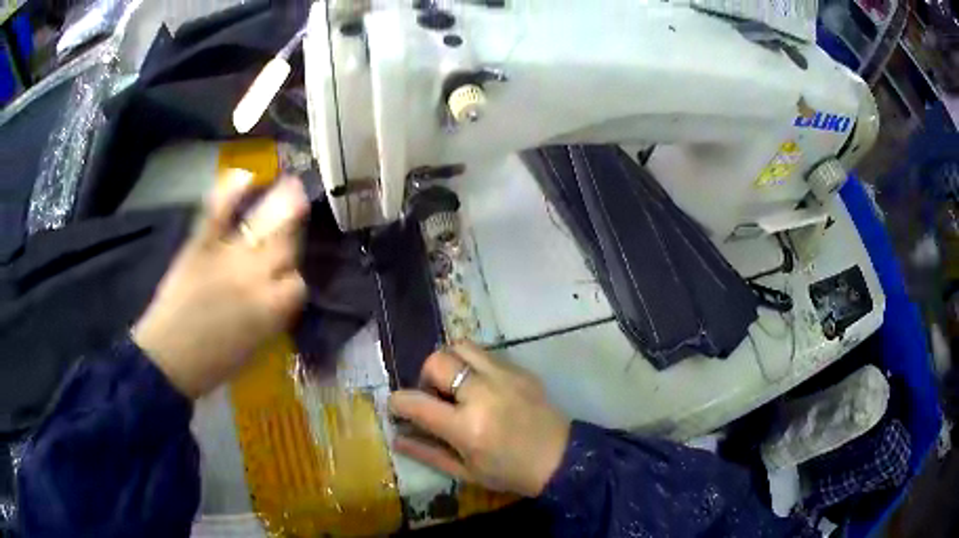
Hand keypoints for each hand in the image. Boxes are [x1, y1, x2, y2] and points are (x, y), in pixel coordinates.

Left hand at [132, 172, 308, 398]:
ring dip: (280, 203)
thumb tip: (278, 294)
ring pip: (262, 225)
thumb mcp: (255, 347)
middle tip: (299, 209)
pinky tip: (244, 176)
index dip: (293, 278)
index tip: (286, 278)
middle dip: (293, 230)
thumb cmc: (214, 364)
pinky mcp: (201, 246)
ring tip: (290, 184)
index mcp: (271, 309)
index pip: (297, 282)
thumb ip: (271, 315)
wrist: (169, 359)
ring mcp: (228, 257)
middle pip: (285, 245)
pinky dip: (230, 192)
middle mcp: (256, 277)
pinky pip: (218, 213)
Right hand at [389, 342, 570, 496]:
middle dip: (425, 376)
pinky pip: (485, 354)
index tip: (397, 406)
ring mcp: (504, 376)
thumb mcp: (465, 471)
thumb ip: (427, 452)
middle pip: (437, 360)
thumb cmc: (510, 472)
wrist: (562, 459)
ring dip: (449, 362)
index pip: (416, 402)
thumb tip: (396, 437)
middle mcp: (483, 393)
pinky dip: (473, 365)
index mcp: (467, 427)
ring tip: (457, 386)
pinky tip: (482, 387)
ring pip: (460, 346)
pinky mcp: (520, 369)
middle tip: (434, 396)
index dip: (398, 402)